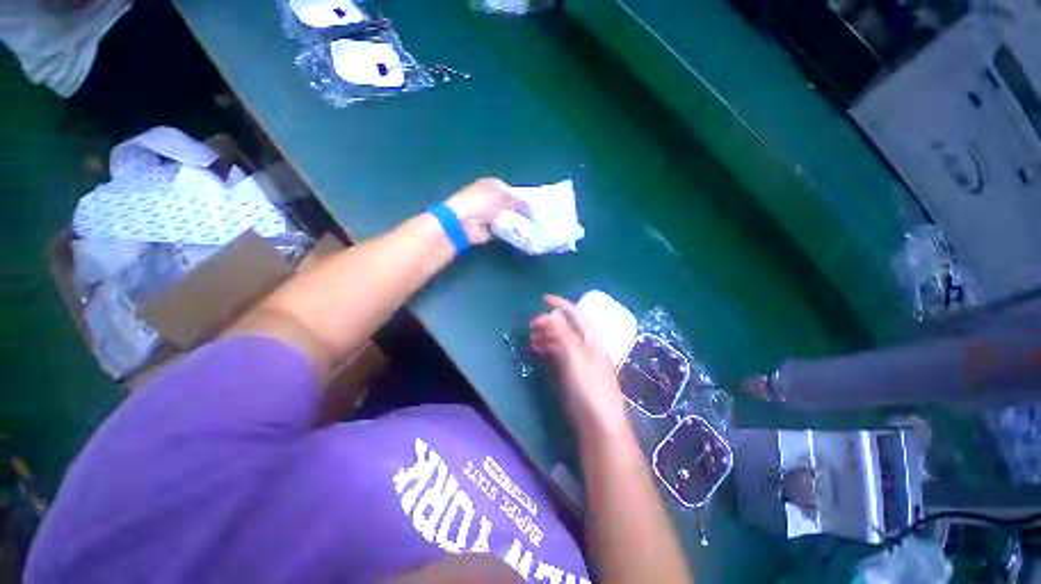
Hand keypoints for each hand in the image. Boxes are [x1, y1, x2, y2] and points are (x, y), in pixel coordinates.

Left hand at [444, 178, 528, 244]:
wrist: (462, 222)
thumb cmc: (481, 203)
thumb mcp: (502, 197)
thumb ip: (518, 202)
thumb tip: (532, 209)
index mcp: (491, 185)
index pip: (510, 190)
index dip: (521, 196)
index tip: (534, 205)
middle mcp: (490, 199)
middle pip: (510, 205)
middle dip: (521, 211)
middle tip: (536, 217)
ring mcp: (490, 215)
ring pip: (508, 218)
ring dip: (517, 222)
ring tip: (533, 226)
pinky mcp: (490, 229)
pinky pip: (505, 230)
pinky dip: (512, 232)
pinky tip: (523, 233)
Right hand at [530, 295, 628, 435]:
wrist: (599, 424)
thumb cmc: (589, 387)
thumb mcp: (575, 357)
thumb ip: (564, 334)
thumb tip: (553, 313)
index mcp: (591, 339)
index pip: (577, 314)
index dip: (561, 304)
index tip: (543, 299)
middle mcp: (586, 346)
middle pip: (567, 327)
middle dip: (549, 321)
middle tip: (531, 324)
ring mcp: (580, 361)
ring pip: (562, 341)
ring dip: (547, 335)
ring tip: (531, 337)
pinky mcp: (573, 374)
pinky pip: (559, 355)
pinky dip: (548, 349)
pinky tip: (538, 350)